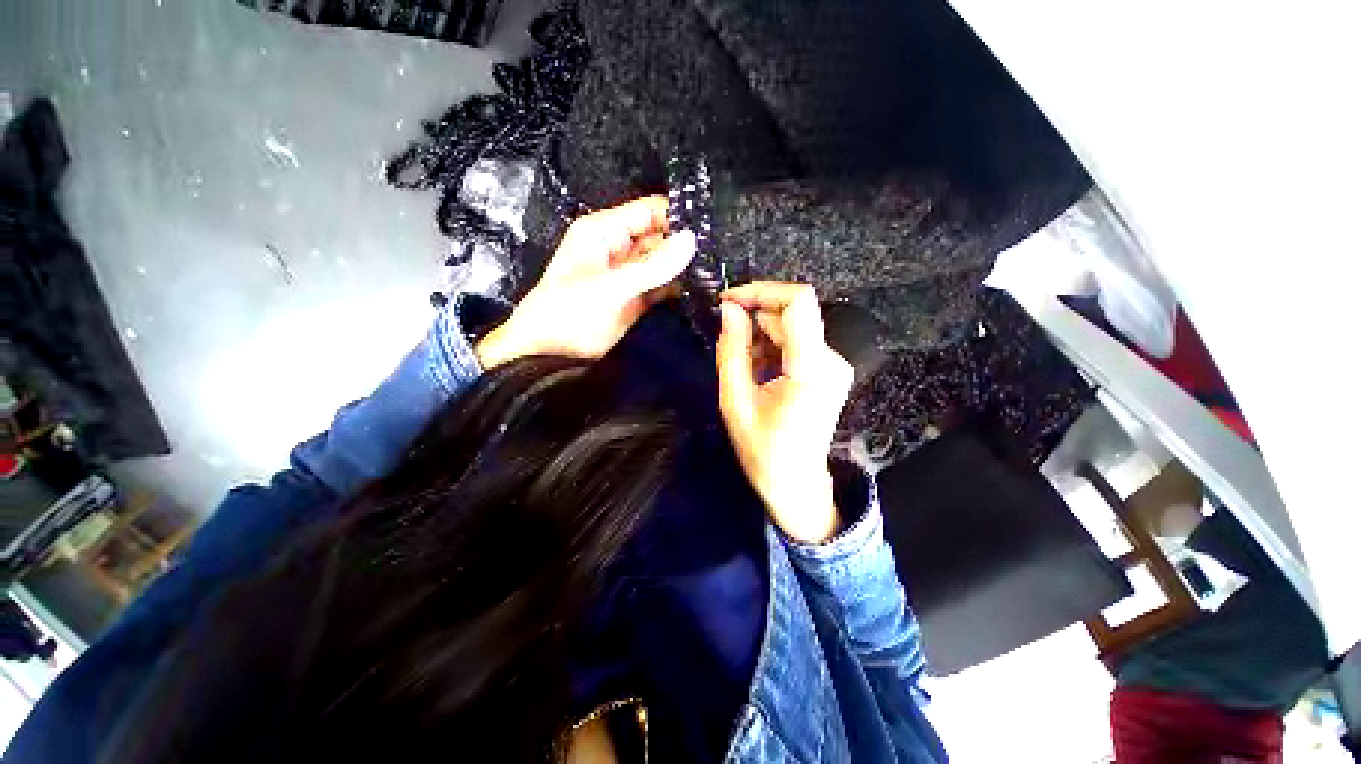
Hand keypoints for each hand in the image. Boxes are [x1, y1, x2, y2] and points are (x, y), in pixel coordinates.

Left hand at [476, 197, 696, 368]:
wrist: (551, 356)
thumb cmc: (568, 313)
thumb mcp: (610, 286)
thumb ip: (652, 266)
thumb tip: (691, 240)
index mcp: (604, 231)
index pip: (649, 211)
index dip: (677, 218)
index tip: (708, 230)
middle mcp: (619, 247)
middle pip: (660, 236)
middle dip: (685, 245)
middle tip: (717, 255)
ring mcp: (629, 274)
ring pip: (663, 262)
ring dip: (684, 268)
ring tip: (714, 272)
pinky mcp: (636, 298)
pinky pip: (662, 285)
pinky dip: (677, 288)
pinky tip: (699, 290)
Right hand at [717, 282, 853, 543]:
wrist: (796, 484)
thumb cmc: (763, 450)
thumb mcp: (736, 402)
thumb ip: (732, 352)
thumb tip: (729, 310)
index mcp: (811, 368)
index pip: (798, 302)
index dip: (762, 291)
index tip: (729, 301)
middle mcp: (830, 360)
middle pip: (792, 314)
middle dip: (755, 316)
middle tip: (726, 337)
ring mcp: (832, 365)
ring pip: (792, 327)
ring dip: (760, 334)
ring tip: (742, 365)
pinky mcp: (827, 370)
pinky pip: (796, 342)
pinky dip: (771, 347)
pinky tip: (756, 370)